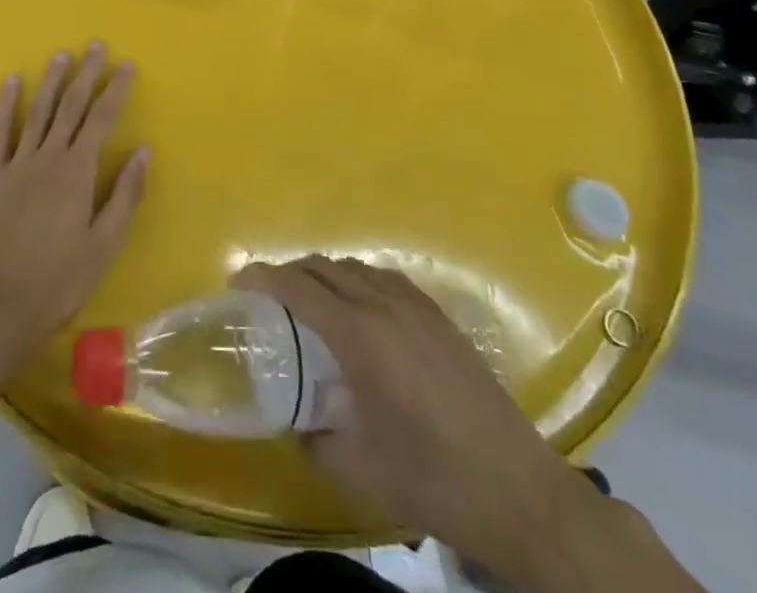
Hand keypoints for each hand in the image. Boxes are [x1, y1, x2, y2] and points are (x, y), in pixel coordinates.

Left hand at [0, 43, 149, 376]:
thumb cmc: (59, 281)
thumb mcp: (104, 245)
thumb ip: (125, 195)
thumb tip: (144, 149)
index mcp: (78, 173)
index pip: (102, 119)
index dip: (116, 90)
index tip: (127, 65)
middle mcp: (48, 158)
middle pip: (72, 106)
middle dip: (87, 74)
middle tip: (97, 45)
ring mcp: (16, 164)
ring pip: (39, 112)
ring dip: (53, 81)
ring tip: (63, 55)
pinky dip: (7, 105)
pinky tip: (13, 82)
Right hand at [233, 257, 594, 574]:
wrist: (517, 489)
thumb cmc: (431, 477)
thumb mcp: (358, 469)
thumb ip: (315, 440)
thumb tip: (297, 424)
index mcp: (358, 335)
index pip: (298, 287)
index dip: (263, 277)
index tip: (238, 280)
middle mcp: (383, 305)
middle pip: (324, 267)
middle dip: (290, 273)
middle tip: (268, 295)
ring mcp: (416, 306)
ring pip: (355, 268)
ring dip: (324, 274)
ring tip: (311, 302)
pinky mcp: (440, 317)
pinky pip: (385, 279)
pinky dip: (358, 281)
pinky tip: (361, 311)